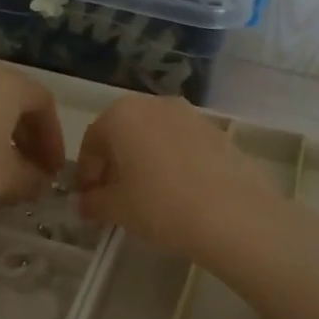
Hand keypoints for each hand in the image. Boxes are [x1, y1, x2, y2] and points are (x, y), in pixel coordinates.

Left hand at [0, 63, 65, 221]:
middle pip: (16, 101)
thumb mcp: (9, 178)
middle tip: (35, 170)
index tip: (54, 170)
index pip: (44, 104)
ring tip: (7, 171)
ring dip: (5, 137)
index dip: (55, 138)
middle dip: (30, 137)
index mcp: (7, 82)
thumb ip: (33, 178)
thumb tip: (41, 182)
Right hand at [75, 95, 278, 256]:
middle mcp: (155, 104)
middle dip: (115, 163)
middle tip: (114, 197)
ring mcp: (191, 114)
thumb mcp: (117, 209)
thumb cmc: (160, 205)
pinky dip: (172, 162)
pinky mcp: (217, 132)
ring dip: (144, 161)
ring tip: (147, 196)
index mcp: (122, 114)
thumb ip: (94, 202)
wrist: (233, 214)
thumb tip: (85, 203)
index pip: (92, 140)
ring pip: (155, 136)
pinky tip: (178, 193)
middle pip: (124, 133)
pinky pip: (182, 144)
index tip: (88, 197)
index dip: (86, 171)